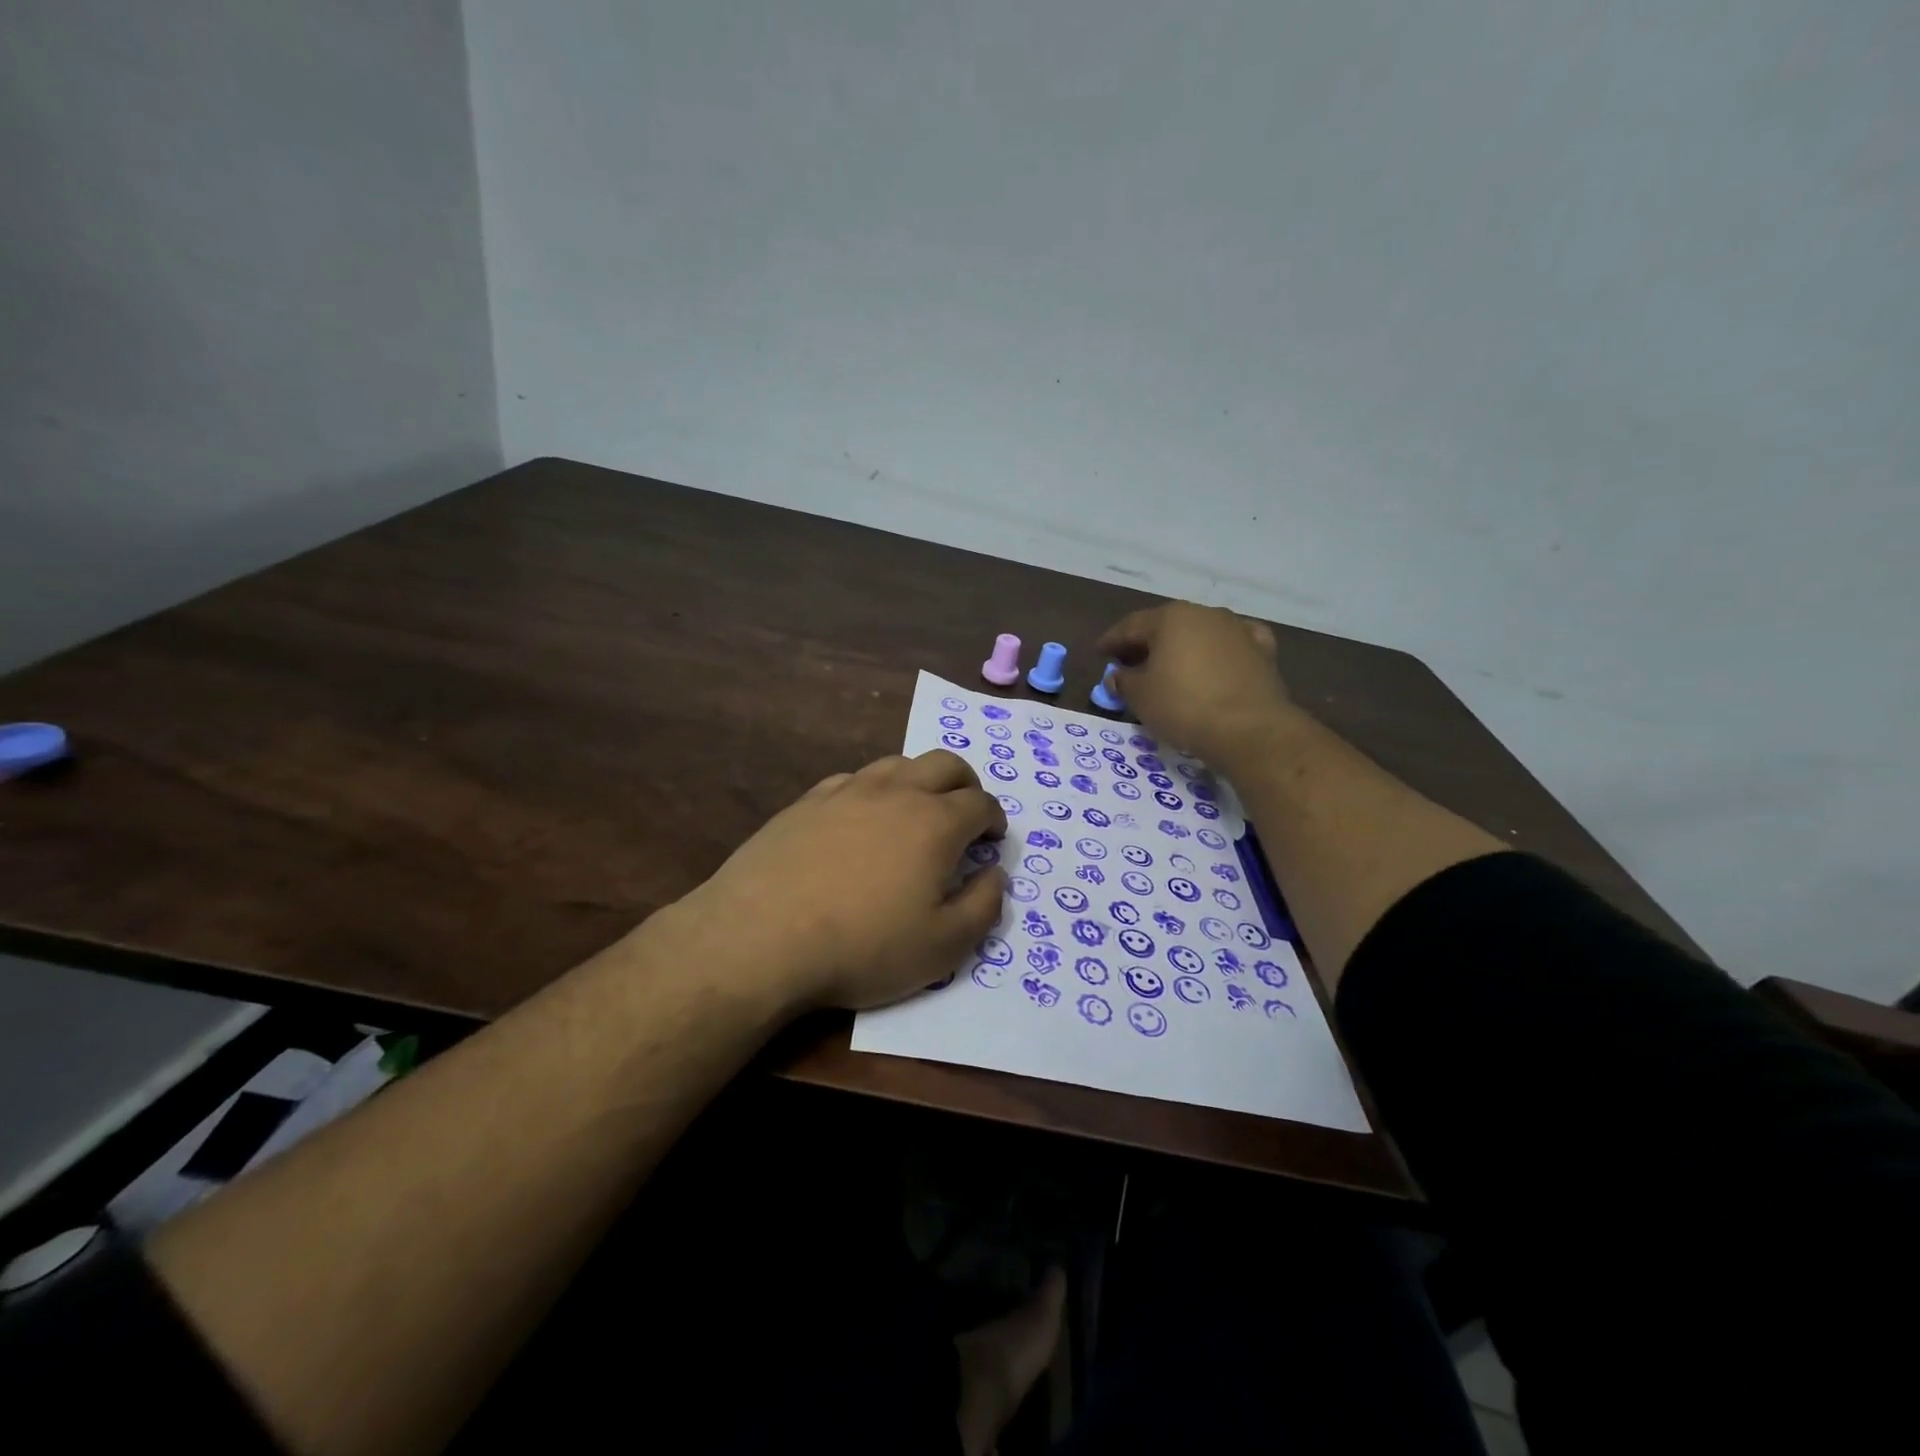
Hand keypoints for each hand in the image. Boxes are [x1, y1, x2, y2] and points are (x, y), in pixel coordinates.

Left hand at [679, 751, 1007, 1011]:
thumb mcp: (943, 947)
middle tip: (966, 812)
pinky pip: (853, 780)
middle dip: (966, 784)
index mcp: (935, 822)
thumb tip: (994, 874)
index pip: (980, 803)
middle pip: (944, 764)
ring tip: (916, 811)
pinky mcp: (807, 801)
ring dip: (920, 780)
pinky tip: (861, 818)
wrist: (761, 937)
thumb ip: (983, 907)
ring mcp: (847, 791)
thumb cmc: (863, 947)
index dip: (994, 819)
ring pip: (897, 764)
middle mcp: (896, 792)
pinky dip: (873, 791)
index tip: (992, 839)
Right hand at [1098, 601, 1292, 770]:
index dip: (1112, 640)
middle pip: (1167, 626)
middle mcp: (1205, 614)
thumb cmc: (1183, 706)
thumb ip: (1124, 681)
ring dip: (1182, 648)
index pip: (1131, 626)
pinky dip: (1218, 653)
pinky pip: (1232, 646)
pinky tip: (1215, 664)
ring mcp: (1238, 630)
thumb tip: (1118, 675)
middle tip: (1130, 663)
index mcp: (1170, 618)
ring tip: (1169, 669)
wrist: (1249, 729)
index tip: (1100, 653)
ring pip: (1200, 634)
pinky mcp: (1262, 651)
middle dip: (1146, 644)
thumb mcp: (1140, 697)